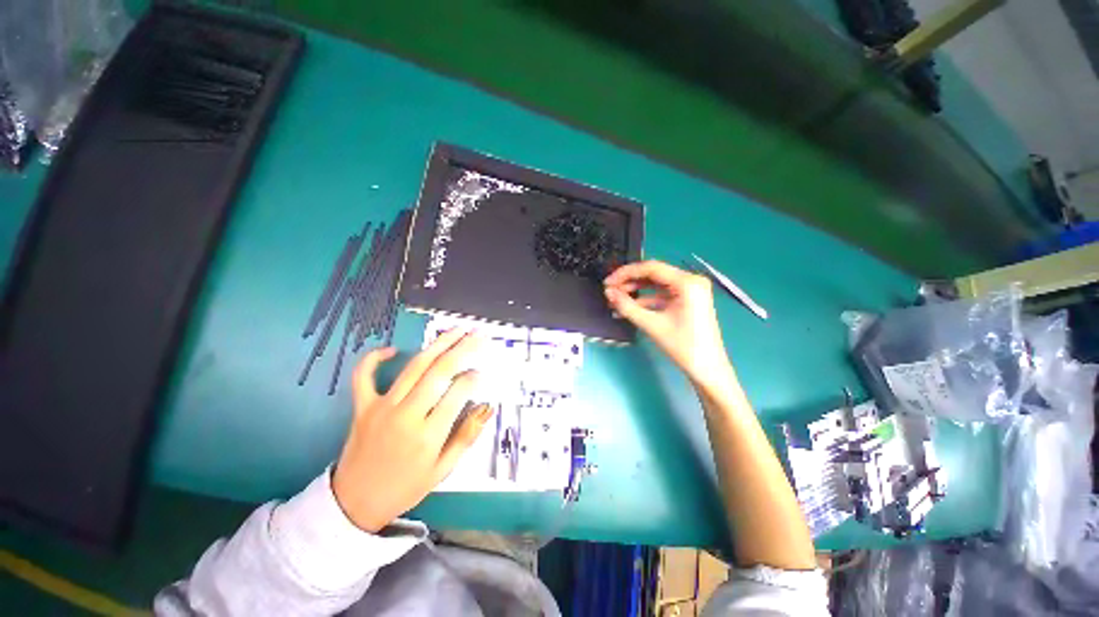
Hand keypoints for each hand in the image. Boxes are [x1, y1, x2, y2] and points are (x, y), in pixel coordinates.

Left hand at [331, 330, 494, 531]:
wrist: (354, 505)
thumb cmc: (405, 487)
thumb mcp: (443, 469)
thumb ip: (467, 435)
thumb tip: (487, 406)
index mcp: (428, 435)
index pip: (458, 392)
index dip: (474, 377)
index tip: (482, 371)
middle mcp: (406, 415)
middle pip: (439, 371)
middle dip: (463, 348)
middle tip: (479, 334)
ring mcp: (381, 408)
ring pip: (414, 367)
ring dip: (438, 344)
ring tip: (456, 330)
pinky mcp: (362, 407)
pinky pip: (364, 376)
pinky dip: (373, 359)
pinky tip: (391, 348)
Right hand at [604, 260, 731, 387]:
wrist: (708, 370)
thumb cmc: (683, 346)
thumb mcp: (652, 325)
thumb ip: (627, 306)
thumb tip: (608, 293)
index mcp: (687, 282)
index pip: (651, 268)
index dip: (626, 273)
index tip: (608, 282)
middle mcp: (691, 281)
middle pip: (654, 274)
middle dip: (630, 281)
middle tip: (610, 291)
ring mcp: (690, 291)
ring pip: (656, 284)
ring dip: (636, 290)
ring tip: (616, 299)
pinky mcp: (688, 300)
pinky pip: (663, 294)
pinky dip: (646, 299)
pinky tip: (629, 307)